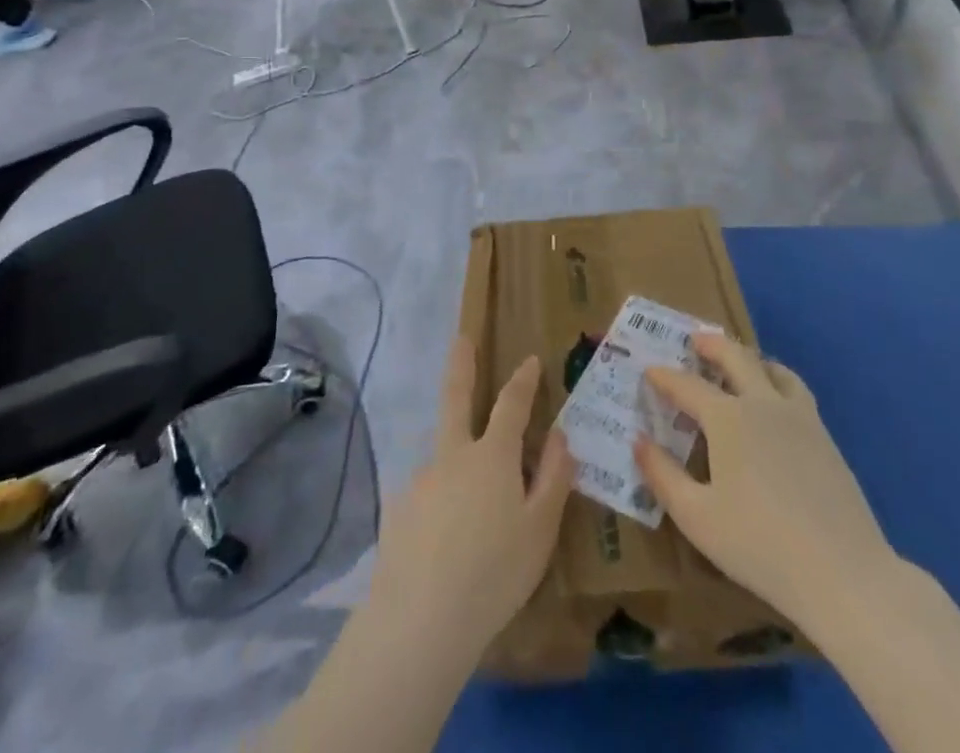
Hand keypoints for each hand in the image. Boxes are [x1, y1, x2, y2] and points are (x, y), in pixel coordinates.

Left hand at [370, 339, 573, 659]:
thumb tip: (561, 436)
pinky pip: (428, 497)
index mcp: (491, 456)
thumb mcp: (540, 530)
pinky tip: (444, 544)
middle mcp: (452, 455)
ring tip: (471, 520)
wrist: (420, 620)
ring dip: (456, 464)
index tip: (531, 360)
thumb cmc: (494, 573)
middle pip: (456, 397)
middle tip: (461, 338)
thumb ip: (553, 478)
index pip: (511, 404)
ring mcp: (421, 479)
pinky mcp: (398, 509)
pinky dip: (439, 507)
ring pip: (443, 457)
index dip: (523, 380)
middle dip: (461, 364)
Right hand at [635, 334, 897, 628]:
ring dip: (749, 358)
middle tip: (694, 340)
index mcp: (727, 418)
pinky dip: (778, 380)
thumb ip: (662, 475)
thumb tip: (639, 441)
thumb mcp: (697, 517)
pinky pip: (796, 390)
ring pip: (772, 368)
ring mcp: (799, 417)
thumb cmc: (759, 546)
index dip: (664, 376)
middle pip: (735, 356)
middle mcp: (762, 403)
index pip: (686, 385)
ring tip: (739, 363)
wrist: (844, 574)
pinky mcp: (825, 437)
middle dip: (711, 344)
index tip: (649, 370)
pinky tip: (776, 402)